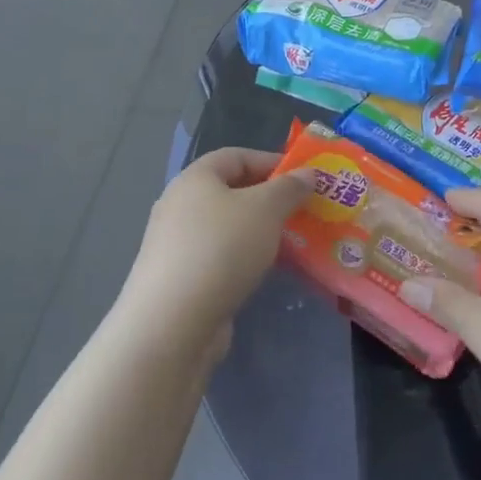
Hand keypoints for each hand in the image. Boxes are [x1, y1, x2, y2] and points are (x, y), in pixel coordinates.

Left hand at [118, 147, 310, 349]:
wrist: (173, 323)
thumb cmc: (221, 249)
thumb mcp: (265, 209)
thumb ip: (289, 188)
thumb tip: (307, 173)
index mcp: (195, 178)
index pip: (236, 156)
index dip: (271, 162)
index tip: (303, 180)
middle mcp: (180, 205)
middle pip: (231, 192)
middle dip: (269, 200)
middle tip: (302, 213)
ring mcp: (176, 244)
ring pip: (227, 228)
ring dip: (259, 233)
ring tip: (292, 245)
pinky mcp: (180, 279)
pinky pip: (219, 258)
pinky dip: (244, 260)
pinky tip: (265, 273)